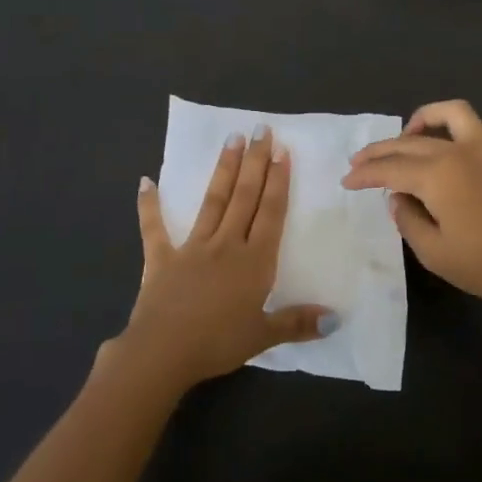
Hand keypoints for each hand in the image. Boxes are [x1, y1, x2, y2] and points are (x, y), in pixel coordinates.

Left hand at [105, 127, 334, 392]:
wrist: (163, 352)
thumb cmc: (217, 343)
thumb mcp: (263, 336)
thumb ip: (298, 322)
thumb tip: (336, 319)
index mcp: (254, 261)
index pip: (270, 213)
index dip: (278, 181)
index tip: (282, 151)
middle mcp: (226, 244)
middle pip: (244, 197)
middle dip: (255, 162)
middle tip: (260, 130)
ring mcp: (192, 247)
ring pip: (212, 201)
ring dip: (223, 170)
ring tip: (231, 139)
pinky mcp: (161, 258)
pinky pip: (154, 227)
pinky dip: (149, 205)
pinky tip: (145, 181)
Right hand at [341, 100, 481, 315]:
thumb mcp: (433, 252)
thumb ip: (407, 218)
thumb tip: (399, 197)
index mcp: (437, 175)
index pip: (390, 169)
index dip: (365, 174)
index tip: (346, 181)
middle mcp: (459, 151)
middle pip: (410, 142)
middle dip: (380, 151)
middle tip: (359, 163)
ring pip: (449, 114)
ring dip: (423, 120)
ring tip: (406, 136)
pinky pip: (479, 128)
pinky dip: (459, 129)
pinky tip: (451, 147)